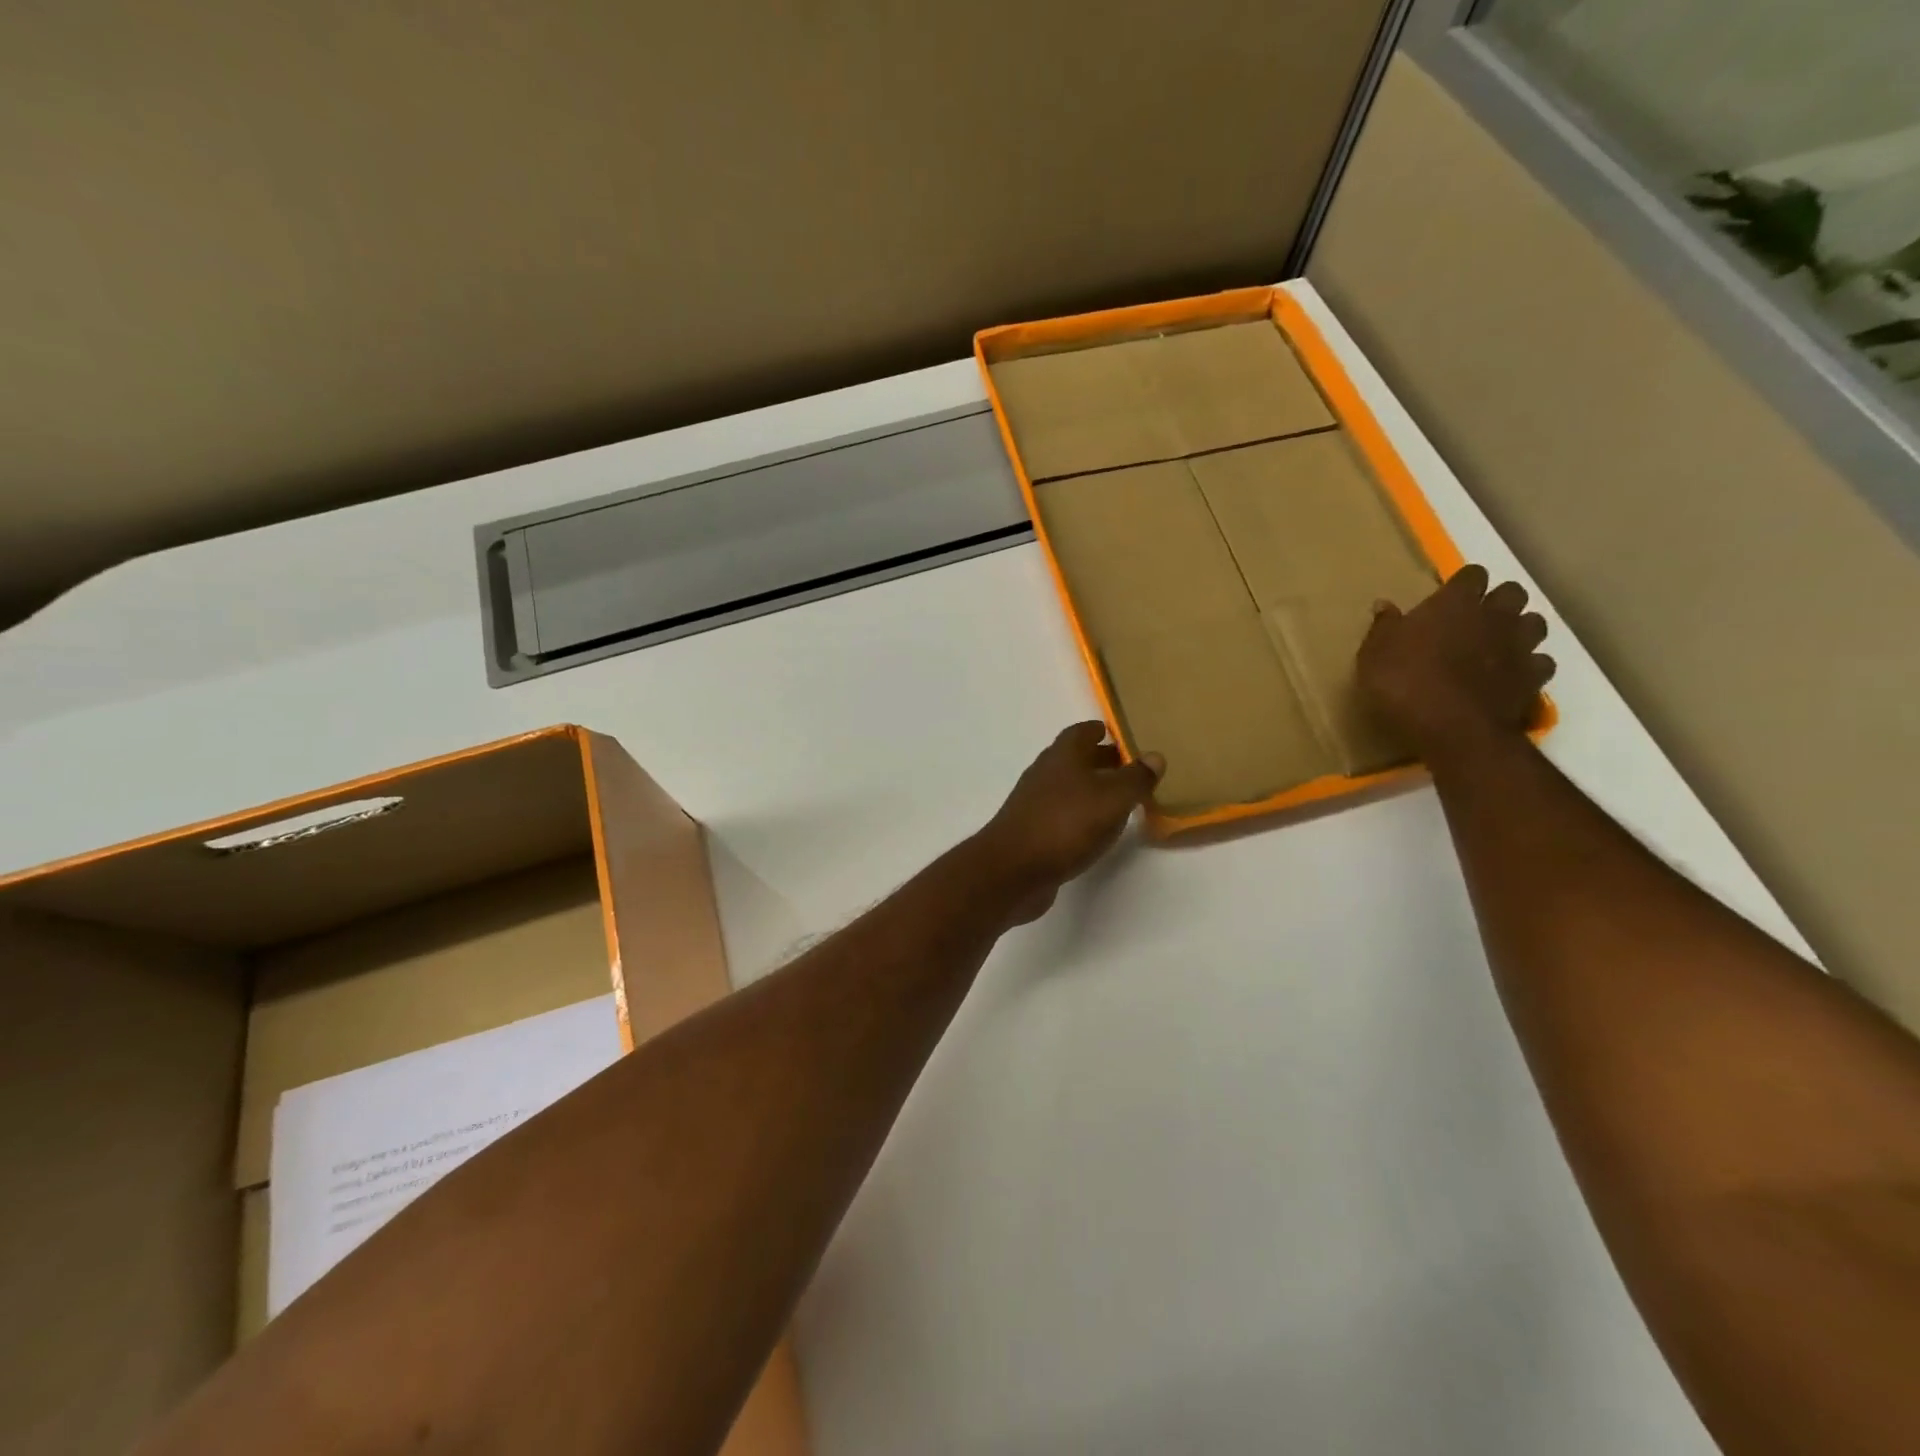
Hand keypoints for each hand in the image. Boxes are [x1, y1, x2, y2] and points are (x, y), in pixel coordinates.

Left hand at [976, 723, 1163, 923]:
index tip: (1115, 733)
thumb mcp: (1112, 799)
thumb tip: (1154, 756)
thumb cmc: (1066, 824)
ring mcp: (1033, 803)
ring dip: (1088, 789)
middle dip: (1098, 760)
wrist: (1012, 869)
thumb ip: (1136, 778)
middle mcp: (1044, 773)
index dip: (1098, 731)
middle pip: (1073, 759)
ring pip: (1065, 787)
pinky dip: (1077, 814)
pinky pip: (1059, 814)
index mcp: (1062, 756)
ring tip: (1116, 800)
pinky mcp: (1030, 831)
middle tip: (1125, 767)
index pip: (1080, 732)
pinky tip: (1092, 830)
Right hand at [1358, 565, 1554, 758]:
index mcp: (1455, 603)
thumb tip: (1384, 605)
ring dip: (1519, 629)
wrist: (1453, 728)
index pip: (1471, 574)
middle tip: (1475, 618)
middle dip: (1498, 600)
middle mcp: (1494, 616)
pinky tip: (1511, 675)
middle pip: (1512, 592)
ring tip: (1498, 644)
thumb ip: (1383, 627)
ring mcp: (1519, 646)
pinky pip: (1540, 662)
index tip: (1448, 596)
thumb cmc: (1405, 683)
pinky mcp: (1534, 677)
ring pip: (1534, 623)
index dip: (1462, 583)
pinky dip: (1529, 665)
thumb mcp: (1374, 655)